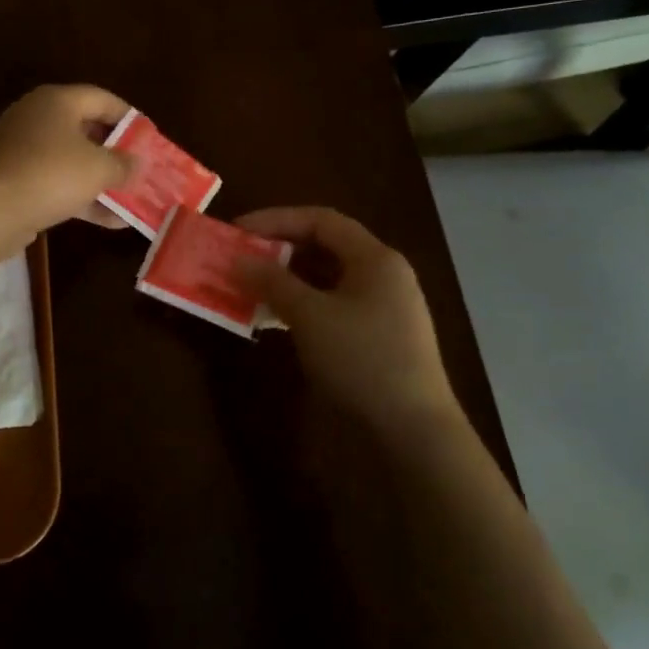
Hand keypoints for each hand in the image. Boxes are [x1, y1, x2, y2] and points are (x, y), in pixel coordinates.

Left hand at [0, 84, 134, 238]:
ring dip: (101, 180)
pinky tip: (111, 220)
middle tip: (141, 168)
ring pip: (71, 160)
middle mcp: (36, 118)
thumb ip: (124, 164)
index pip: (102, 99)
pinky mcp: (15, 180)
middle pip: (86, 129)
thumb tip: (140, 163)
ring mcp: (22, 150)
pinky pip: (56, 183)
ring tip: (132, 197)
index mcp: (56, 101)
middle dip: (116, 152)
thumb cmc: (51, 175)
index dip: (130, 118)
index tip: (151, 138)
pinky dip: (81, 197)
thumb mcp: (98, 168)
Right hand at [236, 206, 462, 438]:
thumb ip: (272, 282)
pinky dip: (299, 305)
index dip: (276, 219)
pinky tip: (272, 317)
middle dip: (278, 249)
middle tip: (239, 259)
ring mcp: (380, 308)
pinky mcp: (373, 336)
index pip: (321, 220)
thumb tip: (238, 260)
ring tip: (247, 287)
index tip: (237, 231)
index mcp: (375, 259)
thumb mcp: (310, 316)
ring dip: (285, 279)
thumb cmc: (362, 359)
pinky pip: (330, 306)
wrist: (411, 429)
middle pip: (324, 247)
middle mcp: (381, 276)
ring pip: (325, 279)